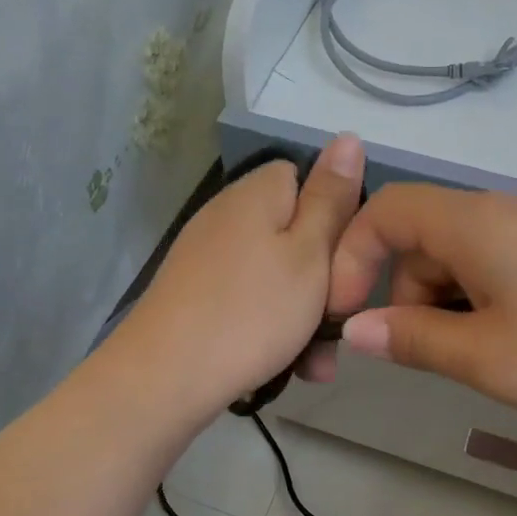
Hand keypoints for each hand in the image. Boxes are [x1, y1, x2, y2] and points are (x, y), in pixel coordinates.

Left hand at [116, 134, 364, 417]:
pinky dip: (272, 330)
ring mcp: (207, 259)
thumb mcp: (310, 254)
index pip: (305, 178)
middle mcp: (227, 217)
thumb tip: (347, 138)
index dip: (335, 216)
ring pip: (277, 279)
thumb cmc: (252, 312)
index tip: (350, 260)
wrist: (166, 377)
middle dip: (325, 283)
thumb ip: (332, 200)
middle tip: (340, 325)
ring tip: (316, 365)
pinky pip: (250, 303)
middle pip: (294, 236)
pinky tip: (287, 368)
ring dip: (304, 318)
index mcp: (256, 194)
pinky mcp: (196, 297)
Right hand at [324, 183, 516, 440]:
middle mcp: (509, 213)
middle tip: (424, 360)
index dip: (351, 258)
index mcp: (477, 224)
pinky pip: (507, 270)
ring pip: (466, 260)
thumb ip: (414, 340)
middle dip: (404, 295)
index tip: (346, 319)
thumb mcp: (491, 359)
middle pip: (424, 238)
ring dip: (448, 308)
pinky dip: (488, 307)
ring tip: (482, 364)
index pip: (386, 210)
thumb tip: (354, 331)